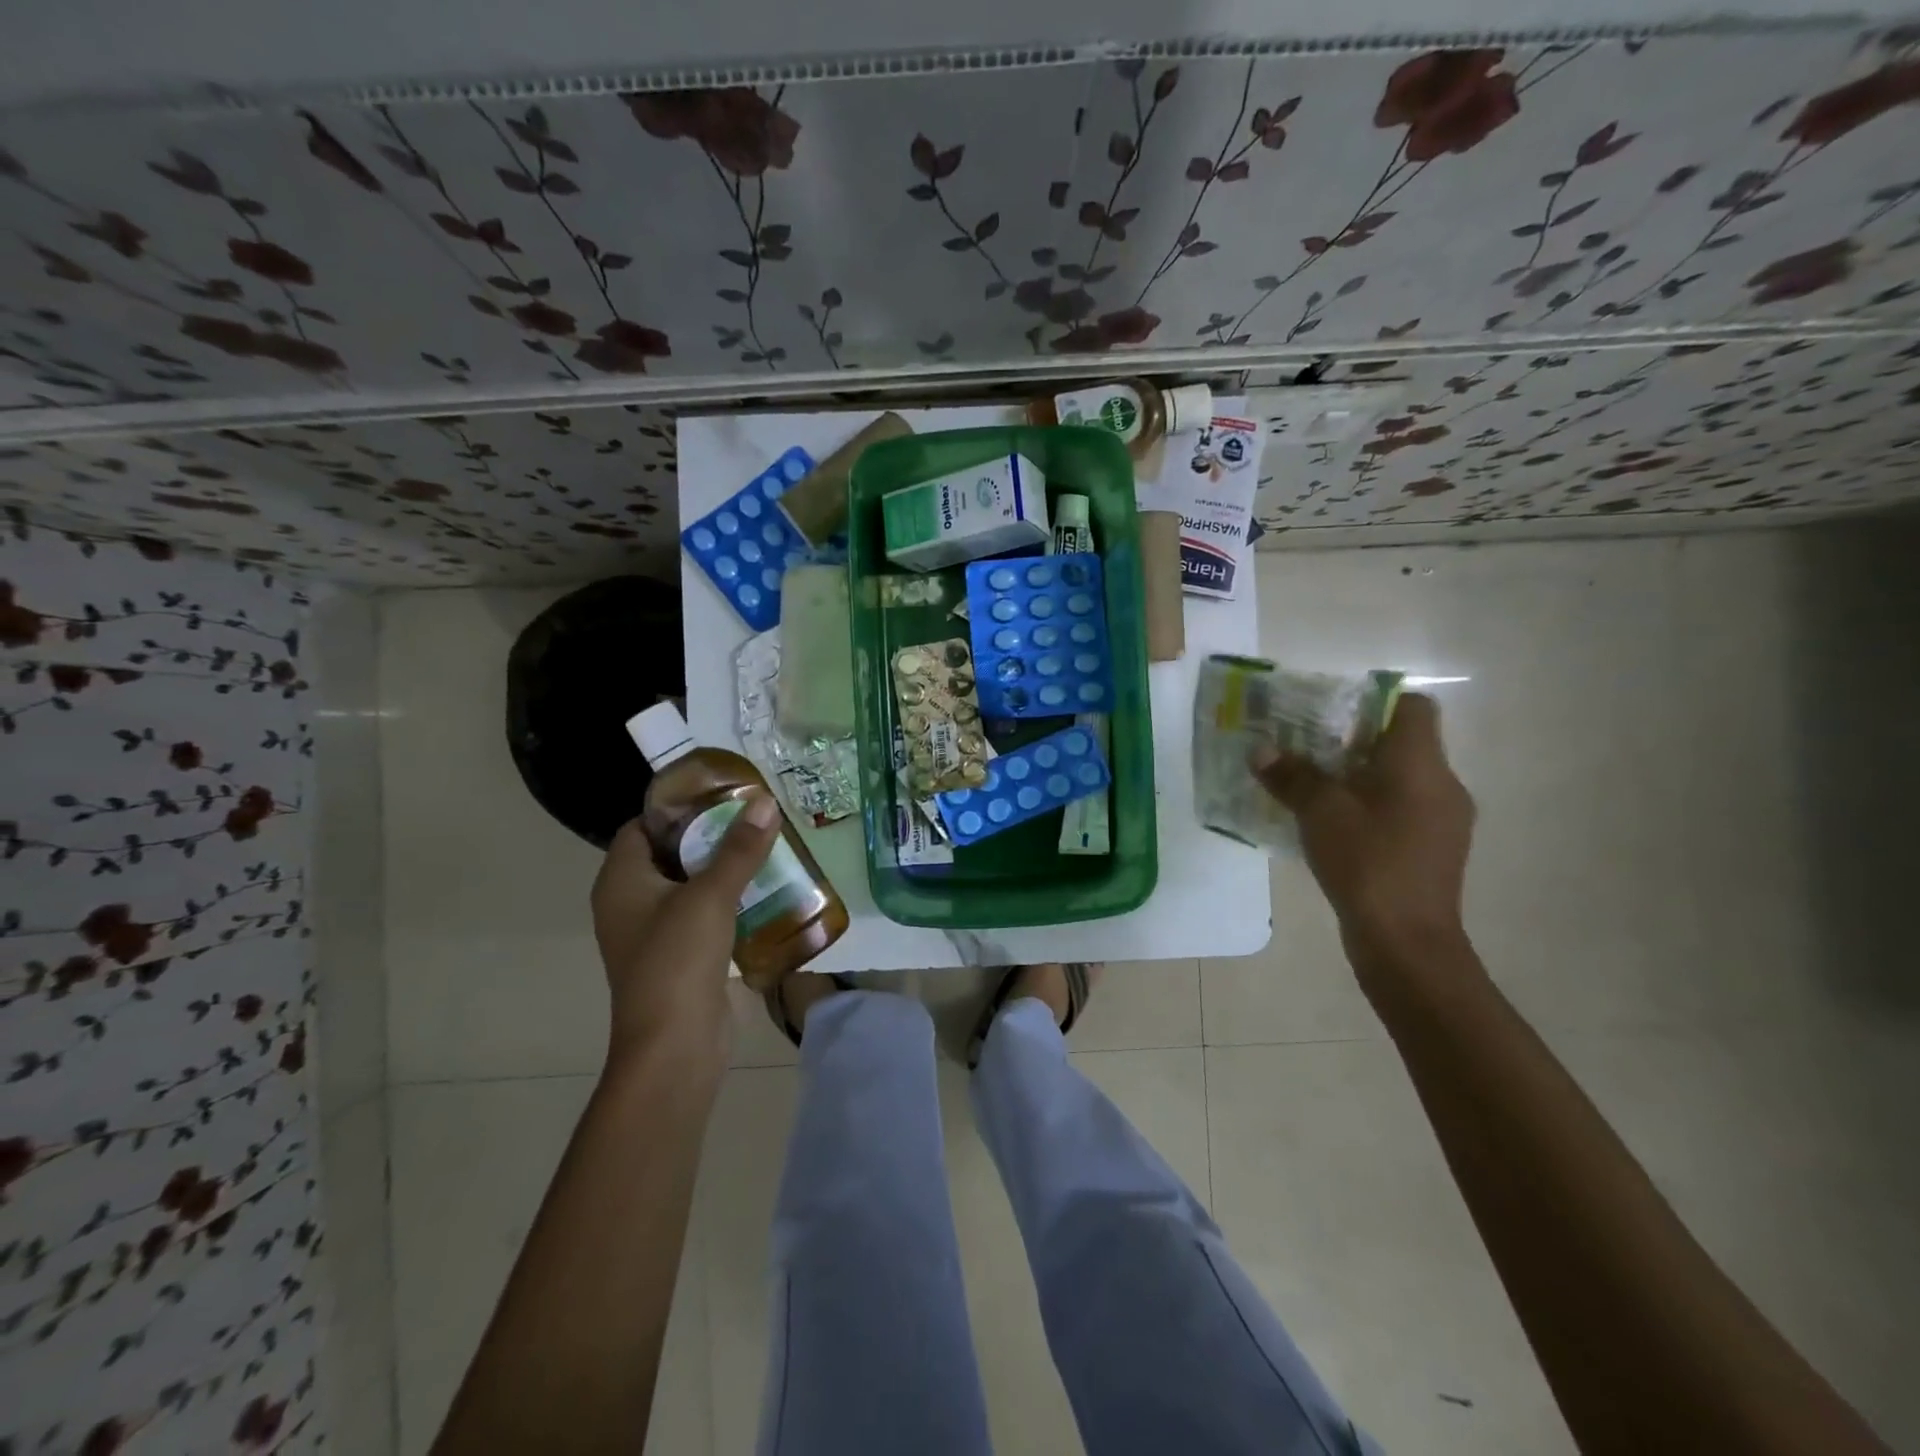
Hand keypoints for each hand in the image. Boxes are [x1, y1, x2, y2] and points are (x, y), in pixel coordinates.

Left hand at [590, 794, 780, 1069]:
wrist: (675, 1046)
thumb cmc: (678, 960)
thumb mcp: (710, 896)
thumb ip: (739, 849)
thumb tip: (764, 802)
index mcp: (621, 881)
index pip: (643, 826)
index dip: (678, 807)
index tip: (722, 792)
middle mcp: (631, 902)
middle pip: (671, 853)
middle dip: (711, 835)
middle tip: (755, 815)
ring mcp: (656, 932)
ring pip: (692, 885)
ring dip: (726, 869)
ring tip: (768, 845)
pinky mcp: (682, 956)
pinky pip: (706, 915)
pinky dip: (731, 900)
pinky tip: (769, 889)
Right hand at [1252, 693, 1475, 971]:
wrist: (1407, 942)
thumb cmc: (1367, 863)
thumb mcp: (1319, 813)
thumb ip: (1291, 776)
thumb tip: (1260, 750)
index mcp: (1420, 764)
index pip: (1412, 706)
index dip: (1372, 702)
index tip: (1330, 716)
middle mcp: (1442, 783)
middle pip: (1403, 742)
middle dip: (1353, 741)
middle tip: (1307, 749)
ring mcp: (1443, 819)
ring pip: (1401, 778)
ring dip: (1360, 776)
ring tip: (1314, 786)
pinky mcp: (1434, 848)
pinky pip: (1401, 808)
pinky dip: (1371, 805)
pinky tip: (1335, 825)